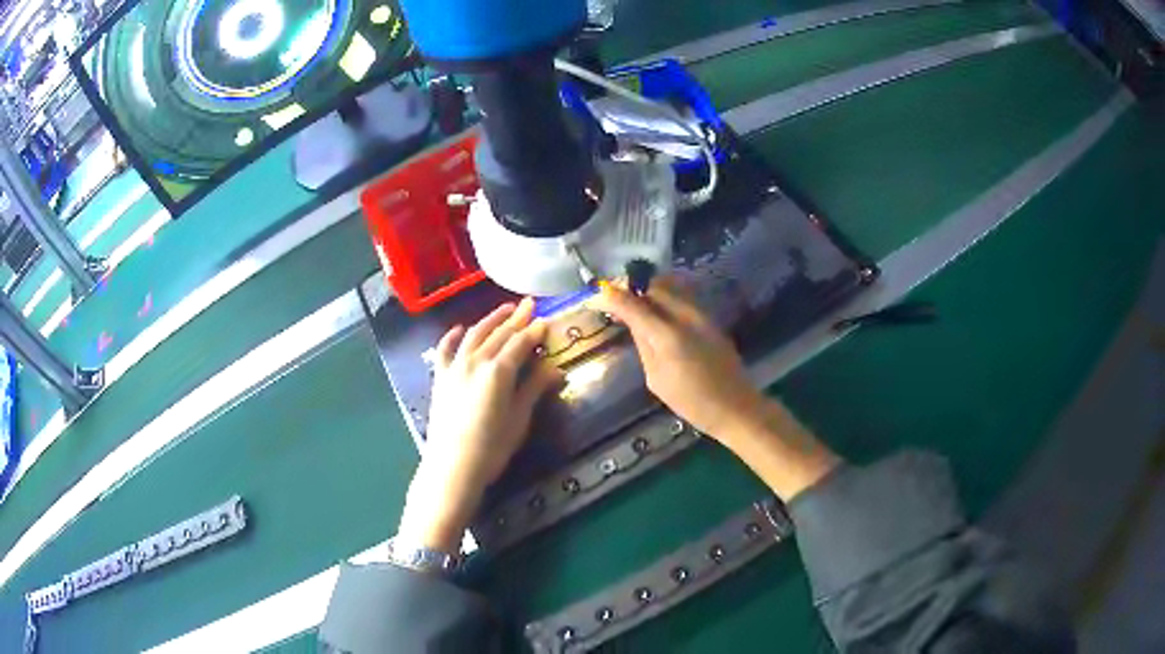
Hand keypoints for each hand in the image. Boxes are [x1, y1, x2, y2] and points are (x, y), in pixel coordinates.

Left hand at [397, 298, 560, 552]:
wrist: (452, 466)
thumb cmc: (492, 447)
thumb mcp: (519, 418)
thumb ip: (534, 388)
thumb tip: (556, 368)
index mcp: (499, 370)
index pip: (521, 343)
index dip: (535, 331)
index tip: (546, 320)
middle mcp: (475, 360)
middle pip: (499, 334)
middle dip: (516, 318)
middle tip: (529, 305)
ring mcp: (455, 367)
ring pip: (474, 334)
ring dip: (490, 320)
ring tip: (504, 309)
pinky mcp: (440, 377)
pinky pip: (446, 349)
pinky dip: (453, 336)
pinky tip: (460, 328)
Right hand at [591, 278, 764, 440]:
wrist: (735, 406)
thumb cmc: (692, 402)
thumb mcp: (657, 379)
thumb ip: (644, 346)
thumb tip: (634, 323)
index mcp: (668, 335)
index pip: (634, 305)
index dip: (614, 297)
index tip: (599, 293)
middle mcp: (686, 316)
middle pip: (656, 286)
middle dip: (635, 288)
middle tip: (620, 299)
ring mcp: (702, 315)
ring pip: (673, 287)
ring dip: (653, 290)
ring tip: (639, 303)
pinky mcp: (712, 319)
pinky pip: (684, 297)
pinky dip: (668, 298)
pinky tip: (660, 313)